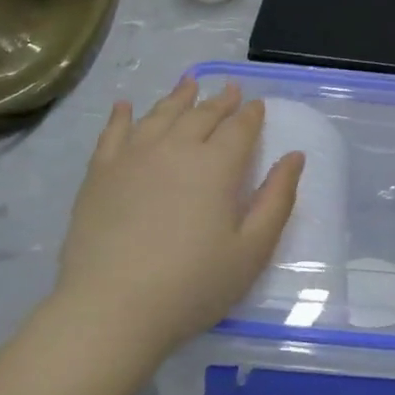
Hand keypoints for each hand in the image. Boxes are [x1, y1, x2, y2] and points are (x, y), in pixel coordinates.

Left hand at [48, 78, 303, 365]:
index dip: (251, 114)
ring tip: (189, 84)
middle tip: (229, 89)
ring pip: (160, 115)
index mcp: (216, 166)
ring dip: (178, 98)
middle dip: (220, 100)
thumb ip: (277, 199)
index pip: (240, 128)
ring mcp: (133, 157)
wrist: (111, 310)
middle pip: (201, 115)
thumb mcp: (252, 250)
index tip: (257, 104)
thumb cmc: (192, 285)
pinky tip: (126, 106)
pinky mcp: (100, 174)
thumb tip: (295, 156)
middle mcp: (176, 148)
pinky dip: (122, 115)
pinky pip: (113, 132)